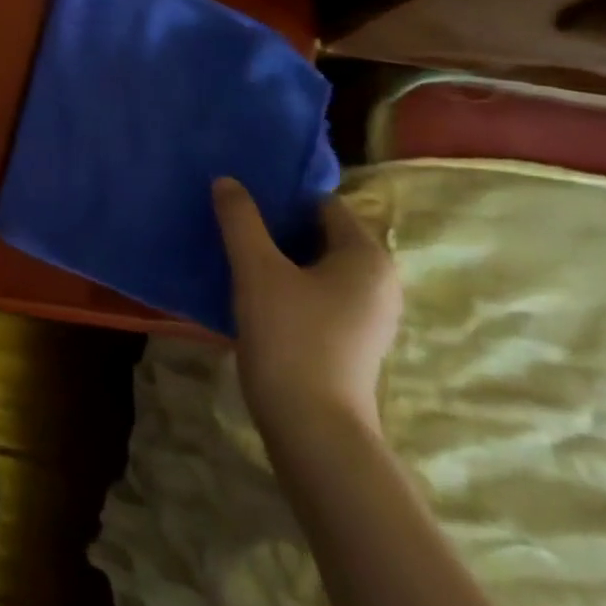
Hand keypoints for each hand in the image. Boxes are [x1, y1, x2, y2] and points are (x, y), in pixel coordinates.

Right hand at [212, 178, 400, 441]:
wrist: (311, 425)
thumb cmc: (290, 336)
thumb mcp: (256, 269)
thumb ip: (241, 220)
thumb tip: (227, 180)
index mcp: (367, 257)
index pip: (323, 204)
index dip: (282, 195)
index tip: (241, 194)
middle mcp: (378, 281)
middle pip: (320, 235)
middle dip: (276, 225)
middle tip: (231, 219)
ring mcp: (367, 315)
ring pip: (315, 267)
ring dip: (278, 257)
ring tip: (234, 251)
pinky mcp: (349, 340)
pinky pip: (315, 294)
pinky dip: (286, 285)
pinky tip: (251, 291)